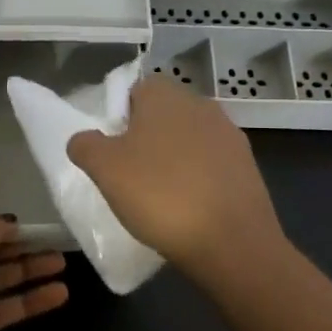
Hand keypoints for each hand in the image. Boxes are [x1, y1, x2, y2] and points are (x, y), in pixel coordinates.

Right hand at [66, 78, 286, 284]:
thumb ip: (86, 145)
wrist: (232, 240)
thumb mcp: (104, 169)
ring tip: (160, 196)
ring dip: (175, 159)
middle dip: (147, 138)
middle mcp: (201, 105)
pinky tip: (189, 208)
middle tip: (130, 174)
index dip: (120, 116)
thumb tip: (84, 139)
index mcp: (165, 95)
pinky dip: (199, 179)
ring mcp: (229, 135)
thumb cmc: (160, 195)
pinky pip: (212, 165)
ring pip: (190, 139)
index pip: (136, 90)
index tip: (112, 150)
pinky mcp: (248, 166)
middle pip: (164, 114)